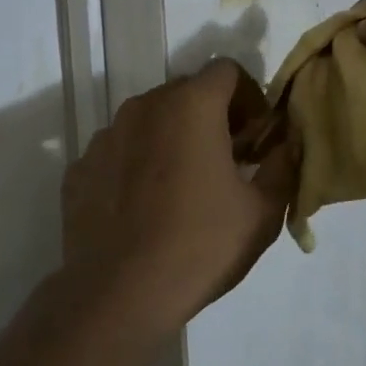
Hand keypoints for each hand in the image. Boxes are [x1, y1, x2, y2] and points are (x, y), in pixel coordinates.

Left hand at [61, 59, 297, 328]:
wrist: (117, 295)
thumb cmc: (200, 246)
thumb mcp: (262, 211)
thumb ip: (282, 165)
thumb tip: (286, 144)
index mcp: (191, 106)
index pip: (227, 70)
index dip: (249, 98)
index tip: (255, 139)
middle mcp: (144, 107)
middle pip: (187, 92)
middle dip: (213, 117)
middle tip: (226, 162)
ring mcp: (105, 137)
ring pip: (150, 120)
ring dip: (173, 138)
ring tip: (183, 187)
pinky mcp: (79, 168)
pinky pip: (119, 151)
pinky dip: (138, 164)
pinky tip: (145, 208)